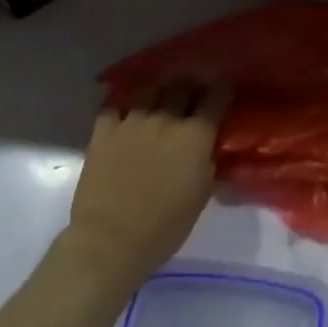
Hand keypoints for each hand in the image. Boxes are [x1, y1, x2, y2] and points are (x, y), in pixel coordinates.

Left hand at [64, 81, 229, 289]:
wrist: (110, 239)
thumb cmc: (165, 226)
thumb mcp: (202, 195)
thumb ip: (208, 164)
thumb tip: (208, 150)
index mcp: (195, 135)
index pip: (215, 97)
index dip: (222, 89)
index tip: (224, 89)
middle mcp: (166, 119)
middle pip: (182, 87)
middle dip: (190, 87)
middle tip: (192, 96)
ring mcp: (132, 121)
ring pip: (149, 90)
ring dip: (159, 92)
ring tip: (159, 99)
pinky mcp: (103, 131)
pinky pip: (115, 107)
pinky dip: (124, 108)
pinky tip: (126, 115)